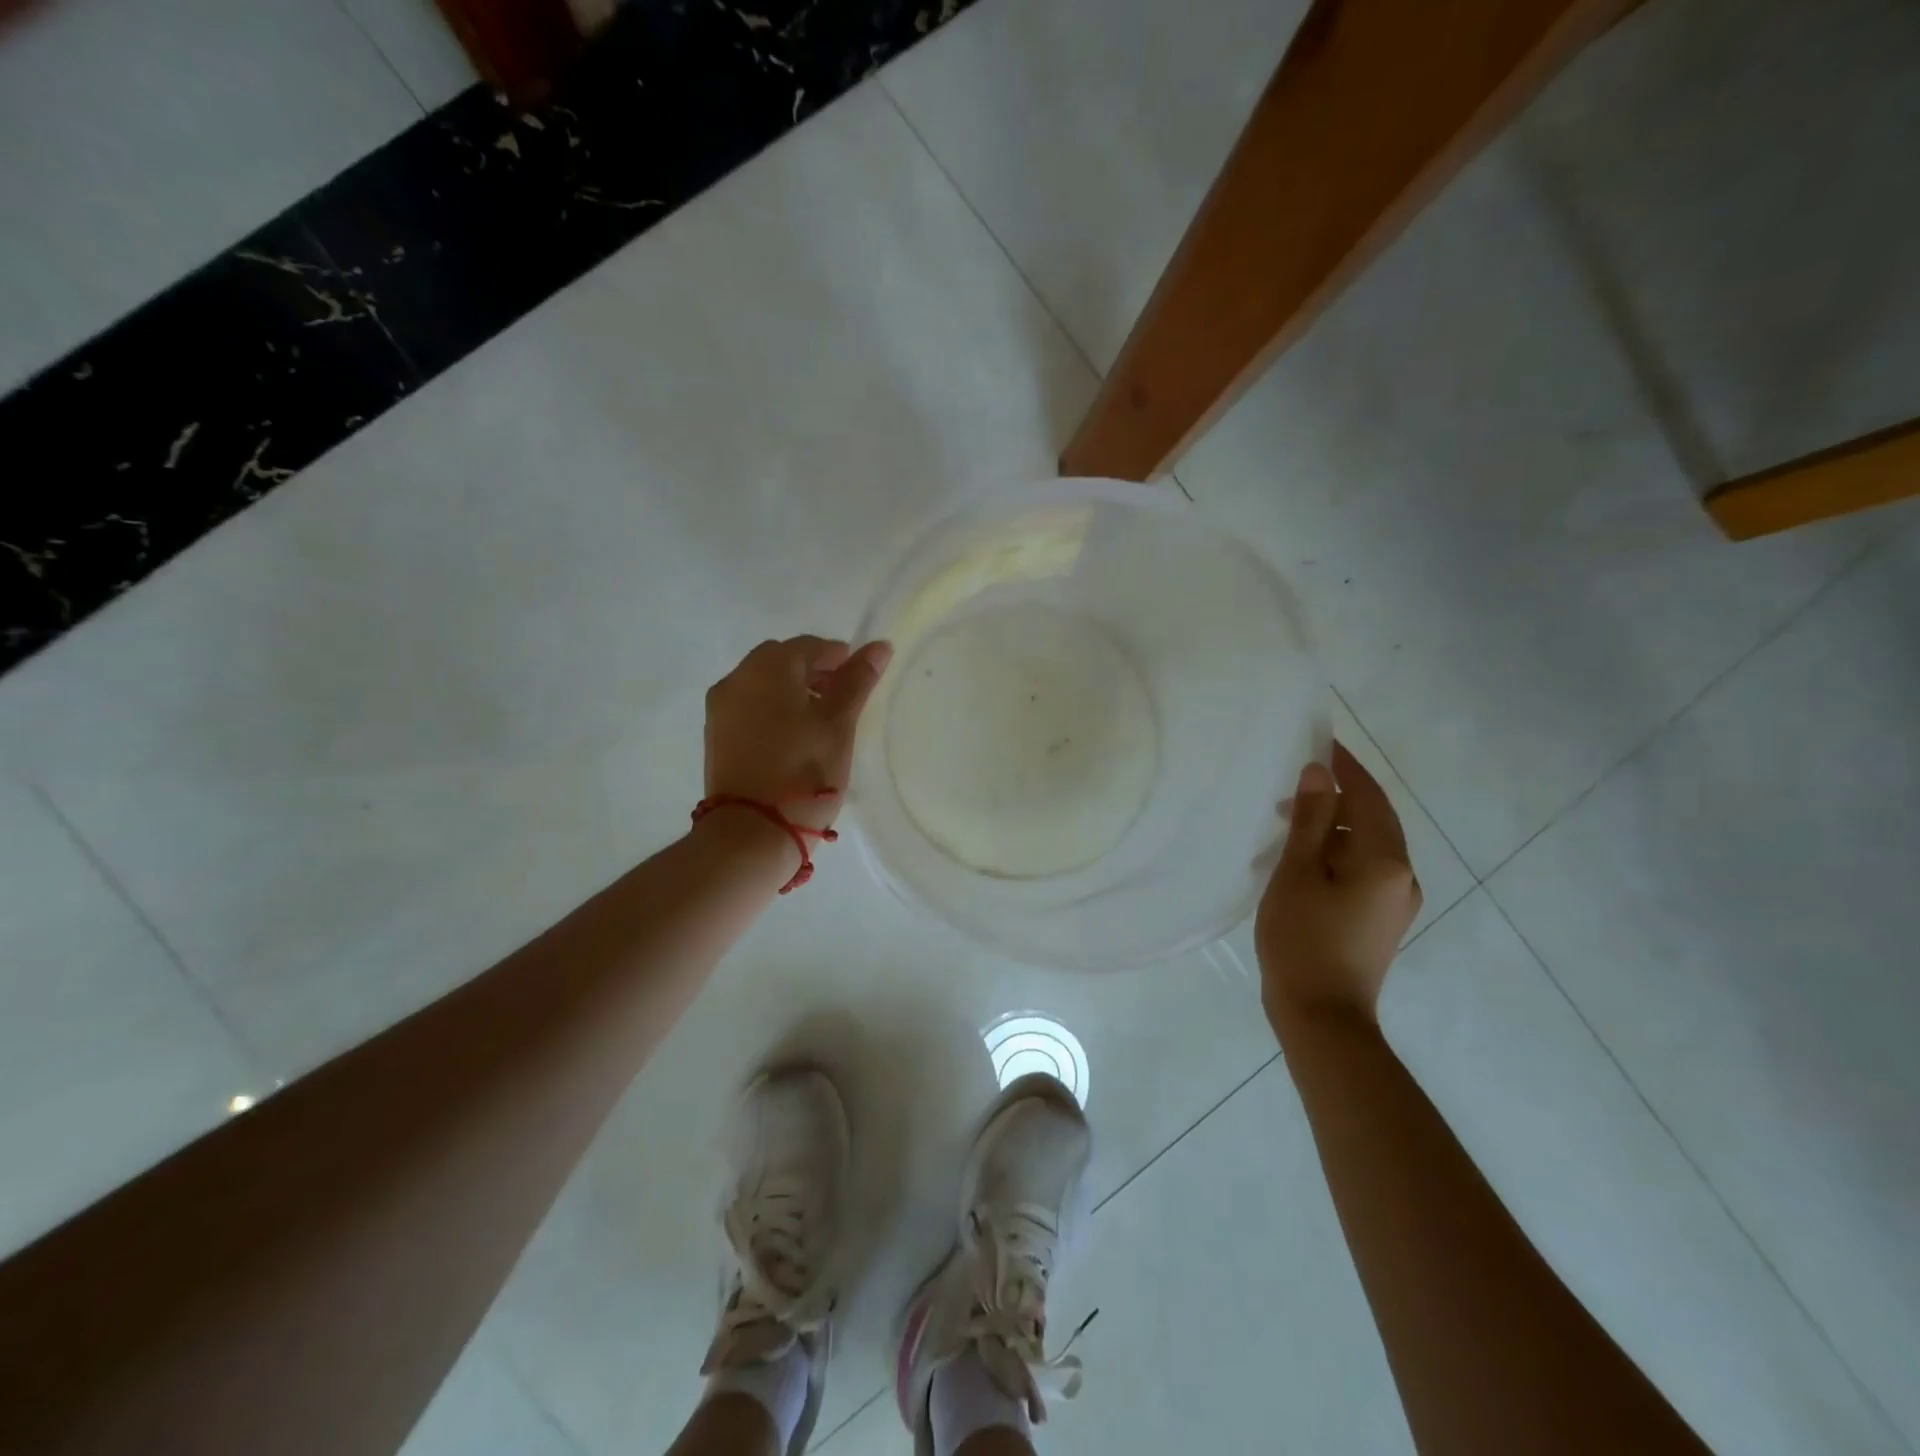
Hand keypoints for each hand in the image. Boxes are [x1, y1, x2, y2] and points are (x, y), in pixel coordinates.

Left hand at [704, 636, 892, 833]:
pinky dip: (771, 710)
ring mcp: (720, 708)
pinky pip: (748, 707)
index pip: (810, 646)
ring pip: (762, 684)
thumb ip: (857, 680)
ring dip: (790, 691)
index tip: (858, 680)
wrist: (752, 831)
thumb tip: (879, 646)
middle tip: (840, 699)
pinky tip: (791, 737)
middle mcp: (737, 678)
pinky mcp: (715, 736)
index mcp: (768, 667)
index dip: (838, 658)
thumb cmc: (805, 771)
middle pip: (781, 660)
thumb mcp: (839, 724)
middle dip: (812, 672)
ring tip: (818, 722)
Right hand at [1255, 742, 1421, 1040]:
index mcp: (1386, 860)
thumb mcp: (1297, 873)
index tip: (1318, 742)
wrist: (1322, 1017)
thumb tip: (1318, 774)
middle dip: (1337, 794)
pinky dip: (1337, 852)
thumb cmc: (1303, 940)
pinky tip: (1303, 859)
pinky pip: (1363, 869)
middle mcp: (1403, 875)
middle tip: (1293, 780)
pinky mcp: (1381, 919)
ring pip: (1367, 845)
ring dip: (1334, 826)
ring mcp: (1396, 900)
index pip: (1368, 796)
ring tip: (1288, 821)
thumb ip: (1310, 820)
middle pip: (1373, 819)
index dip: (1344, 766)